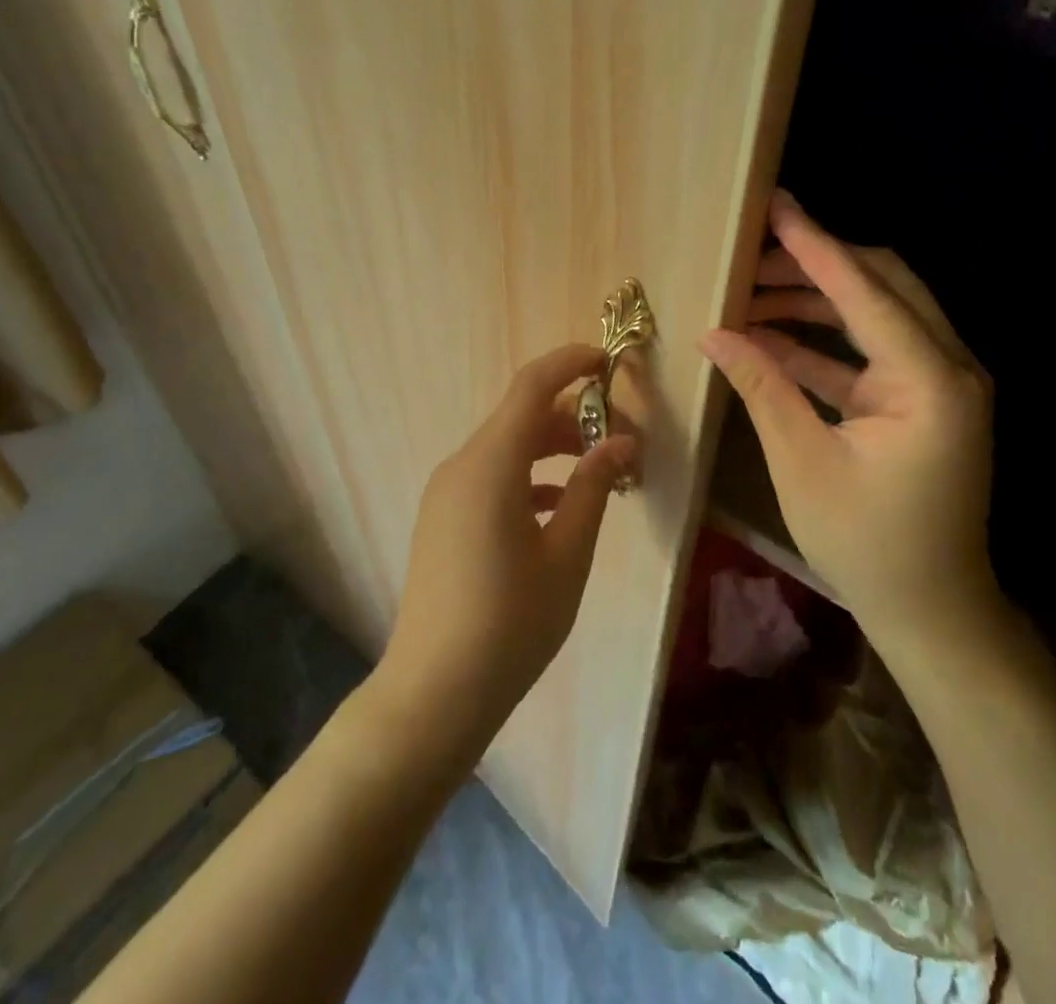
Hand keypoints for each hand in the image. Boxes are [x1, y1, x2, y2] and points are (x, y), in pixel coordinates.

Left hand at [379, 344, 635, 746]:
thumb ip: (594, 487)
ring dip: (551, 447)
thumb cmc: (511, 623)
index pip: (532, 386)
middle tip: (619, 435)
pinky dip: (527, 475)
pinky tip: (557, 506)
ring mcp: (446, 492)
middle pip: (520, 416)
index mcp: (491, 464)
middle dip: (571, 414)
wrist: (434, 693)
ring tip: (597, 470)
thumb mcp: (567, 554)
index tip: (609, 361)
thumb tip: (621, 442)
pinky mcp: (443, 517)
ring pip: (505, 446)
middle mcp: (462, 465)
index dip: (571, 363)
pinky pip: (490, 476)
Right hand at [700, 191, 1000, 651]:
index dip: (814, 246)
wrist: (932, 611)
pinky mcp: (921, 400)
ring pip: (875, 313)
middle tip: (753, 252)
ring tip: (749, 295)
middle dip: (815, 264)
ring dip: (814, 301)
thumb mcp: (803, 463)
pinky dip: (822, 342)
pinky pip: (869, 353)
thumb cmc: (869, 545)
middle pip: (882, 284)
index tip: (776, 205)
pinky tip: (769, 337)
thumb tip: (714, 333)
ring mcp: (938, 383)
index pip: (864, 292)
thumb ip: (762, 386)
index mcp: (930, 381)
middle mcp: (948, 367)